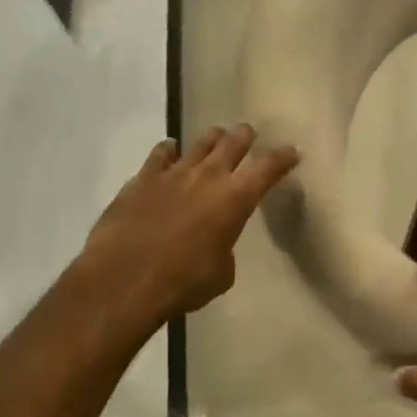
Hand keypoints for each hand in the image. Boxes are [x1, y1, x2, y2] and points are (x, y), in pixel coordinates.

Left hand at [78, 124, 297, 326]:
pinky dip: (169, 151)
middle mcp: (208, 177)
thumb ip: (224, 250)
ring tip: (216, 138)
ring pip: (199, 143)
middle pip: (233, 142)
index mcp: (236, 199)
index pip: (268, 168)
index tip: (292, 150)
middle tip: (249, 134)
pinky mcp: (142, 179)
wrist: (124, 280)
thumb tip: (215, 243)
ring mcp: (173, 174)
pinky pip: (160, 155)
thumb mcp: (221, 274)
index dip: (283, 157)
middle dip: (245, 136)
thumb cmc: (182, 282)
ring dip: (212, 139)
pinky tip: (170, 151)